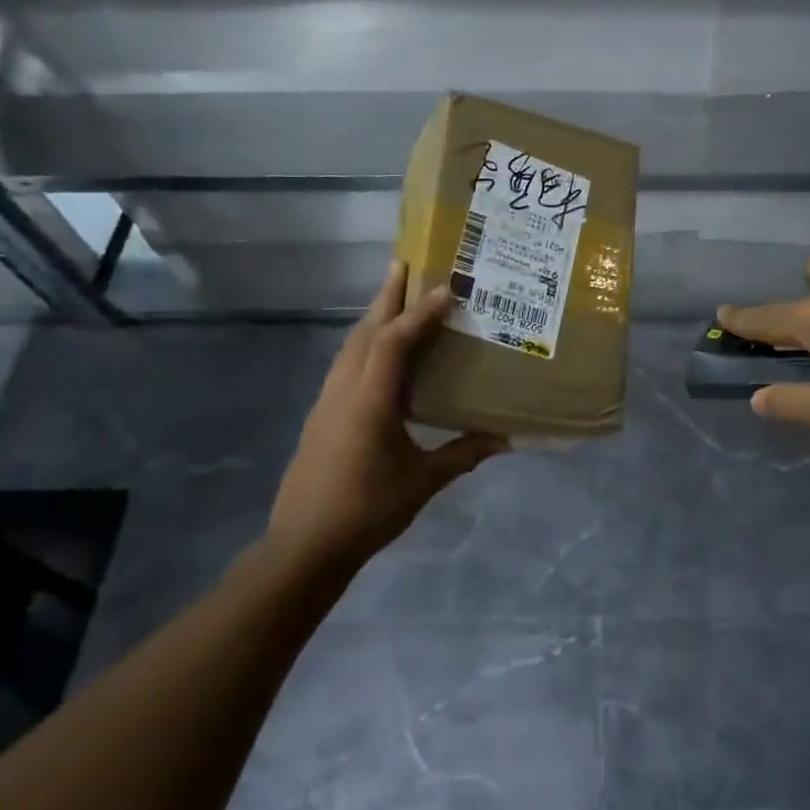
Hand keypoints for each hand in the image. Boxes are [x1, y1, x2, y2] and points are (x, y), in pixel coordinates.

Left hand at [269, 261, 507, 565]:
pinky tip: (381, 352)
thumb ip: (464, 454)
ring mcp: (327, 401)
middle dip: (386, 295)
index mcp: (370, 400)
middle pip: (365, 330)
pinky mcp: (322, 415)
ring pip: (351, 345)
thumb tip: (506, 439)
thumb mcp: (423, 482)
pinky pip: (346, 364)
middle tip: (405, 262)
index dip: (419, 313)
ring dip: (374, 316)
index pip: (394, 342)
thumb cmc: (367, 510)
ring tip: (396, 298)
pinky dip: (366, 344)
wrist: (304, 546)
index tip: (444, 287)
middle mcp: (344, 390)